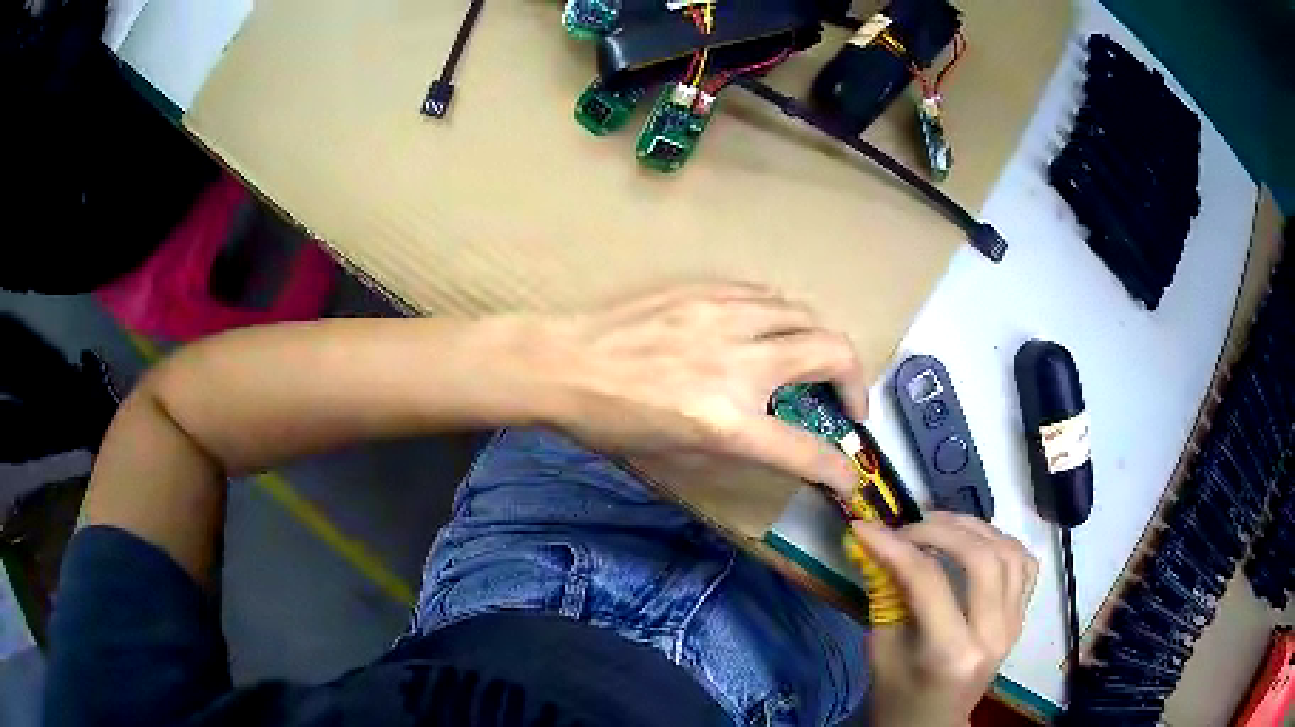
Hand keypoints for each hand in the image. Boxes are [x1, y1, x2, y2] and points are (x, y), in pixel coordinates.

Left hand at [539, 282, 867, 493]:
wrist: (563, 364)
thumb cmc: (611, 422)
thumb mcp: (677, 453)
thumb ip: (737, 445)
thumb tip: (775, 438)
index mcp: (724, 421)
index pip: (804, 450)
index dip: (837, 470)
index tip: (848, 478)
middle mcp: (737, 363)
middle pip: (831, 354)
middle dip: (856, 383)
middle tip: (847, 404)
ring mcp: (723, 317)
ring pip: (806, 314)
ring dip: (824, 343)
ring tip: (815, 363)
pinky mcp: (706, 290)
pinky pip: (767, 296)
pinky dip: (787, 317)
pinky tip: (777, 331)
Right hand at [852, 513, 1038, 726]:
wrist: (932, 725)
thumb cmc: (898, 698)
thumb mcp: (882, 652)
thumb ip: (887, 597)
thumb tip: (879, 545)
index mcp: (951, 653)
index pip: (929, 582)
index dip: (895, 547)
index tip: (866, 528)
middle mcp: (992, 634)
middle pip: (981, 558)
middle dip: (940, 530)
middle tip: (906, 528)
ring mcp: (1013, 624)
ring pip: (1008, 552)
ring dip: (973, 529)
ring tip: (940, 526)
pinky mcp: (1020, 618)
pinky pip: (1024, 564)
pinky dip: (1001, 542)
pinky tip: (975, 542)